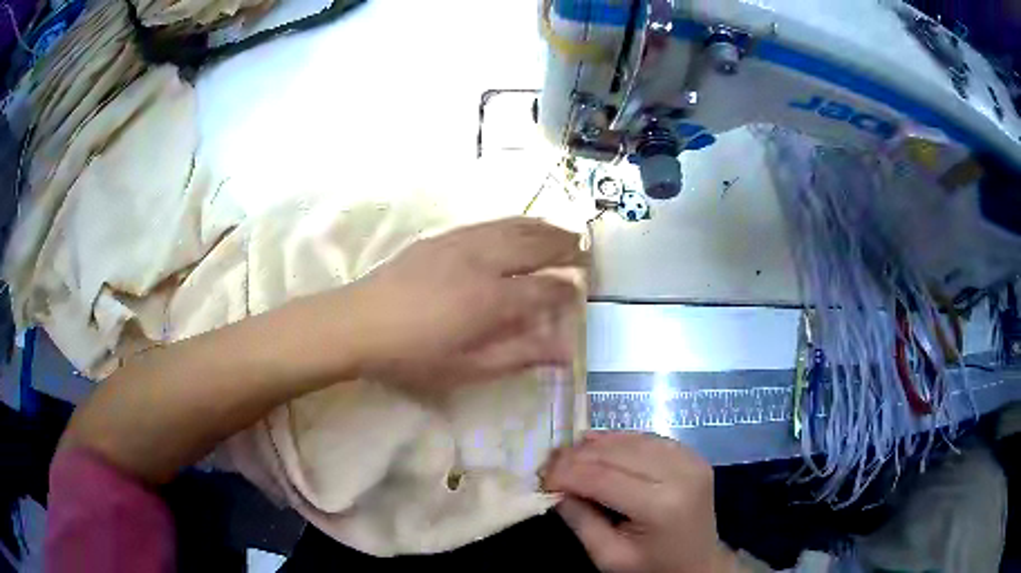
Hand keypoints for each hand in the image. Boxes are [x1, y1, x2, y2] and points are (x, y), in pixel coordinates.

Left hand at [341, 217, 585, 391]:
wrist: (358, 323)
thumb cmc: (413, 356)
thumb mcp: (468, 368)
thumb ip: (519, 355)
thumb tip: (566, 351)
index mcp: (492, 300)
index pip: (545, 290)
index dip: (567, 291)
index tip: (580, 294)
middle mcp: (483, 263)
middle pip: (535, 247)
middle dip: (565, 248)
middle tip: (585, 251)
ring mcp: (462, 244)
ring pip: (514, 228)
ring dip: (544, 229)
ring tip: (564, 232)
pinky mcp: (443, 237)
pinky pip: (489, 223)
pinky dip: (514, 222)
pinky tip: (519, 225)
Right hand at [543, 432, 738, 572]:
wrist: (699, 560)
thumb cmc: (651, 565)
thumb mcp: (608, 556)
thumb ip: (580, 520)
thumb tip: (556, 487)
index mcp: (661, 505)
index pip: (602, 478)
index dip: (566, 473)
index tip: (541, 478)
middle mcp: (679, 473)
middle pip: (616, 452)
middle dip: (576, 456)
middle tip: (549, 466)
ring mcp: (690, 459)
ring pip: (630, 439)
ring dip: (595, 446)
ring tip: (569, 457)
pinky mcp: (692, 453)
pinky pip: (646, 438)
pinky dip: (618, 442)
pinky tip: (598, 450)